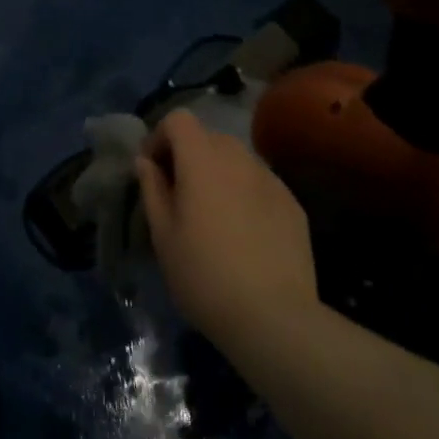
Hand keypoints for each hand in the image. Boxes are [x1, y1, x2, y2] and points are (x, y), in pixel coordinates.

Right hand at [136, 110, 319, 350]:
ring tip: (214, 214)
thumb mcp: (163, 236)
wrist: (274, 318)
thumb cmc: (204, 275)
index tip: (153, 170)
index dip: (161, 136)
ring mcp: (271, 179)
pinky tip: (245, 234)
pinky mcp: (293, 204)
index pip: (179, 119)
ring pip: (237, 160)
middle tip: (180, 194)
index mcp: (202, 159)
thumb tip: (146, 162)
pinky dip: (245, 194)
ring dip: (219, 173)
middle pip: (209, 137)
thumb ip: (152, 189)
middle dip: (189, 155)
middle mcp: (239, 158)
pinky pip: (260, 184)